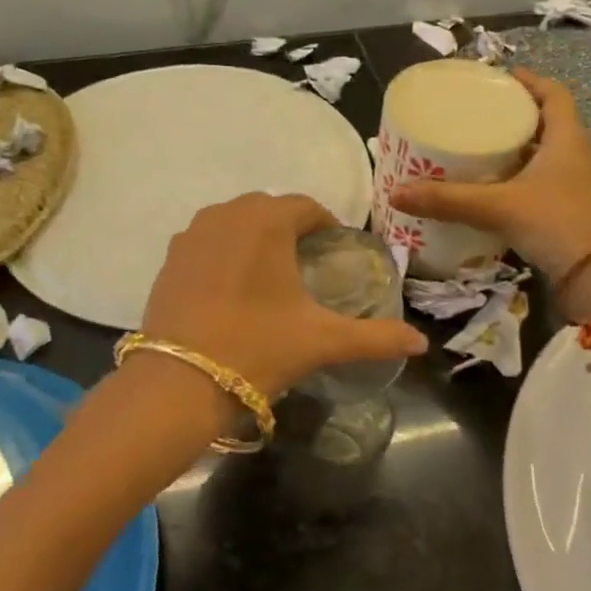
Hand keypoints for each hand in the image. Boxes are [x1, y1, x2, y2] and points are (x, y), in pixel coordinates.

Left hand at [141, 193, 427, 398]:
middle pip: (269, 210)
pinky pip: (207, 242)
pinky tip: (232, 289)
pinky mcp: (169, 259)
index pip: (307, 207)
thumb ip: (376, 337)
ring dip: (255, 238)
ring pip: (234, 223)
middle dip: (291, 230)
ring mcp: (191, 235)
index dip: (327, 226)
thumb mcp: (322, 341)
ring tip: (271, 277)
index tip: (336, 253)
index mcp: (266, 221)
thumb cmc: (257, 348)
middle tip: (308, 265)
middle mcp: (226, 215)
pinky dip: (225, 253)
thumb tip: (422, 343)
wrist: (179, 383)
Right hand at [389, 69, 590, 281]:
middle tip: (479, 113)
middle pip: (547, 121)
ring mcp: (573, 184)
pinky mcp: (567, 208)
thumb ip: (448, 200)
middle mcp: (573, 155)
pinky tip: (492, 188)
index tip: (501, 78)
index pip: (554, 94)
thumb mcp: (497, 207)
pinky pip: (540, 180)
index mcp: (566, 138)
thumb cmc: (554, 224)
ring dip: (517, 147)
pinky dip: (518, 177)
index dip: (530, 81)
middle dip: (515, 115)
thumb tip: (397, 193)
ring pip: (544, 153)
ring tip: (479, 146)